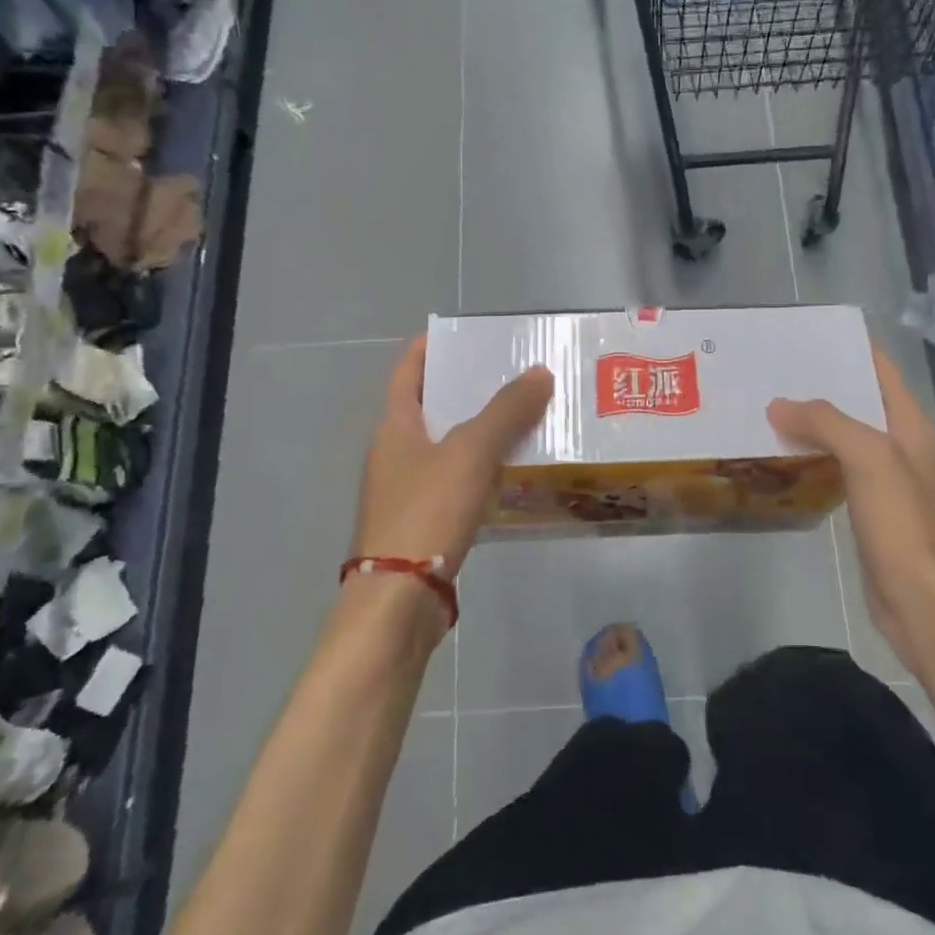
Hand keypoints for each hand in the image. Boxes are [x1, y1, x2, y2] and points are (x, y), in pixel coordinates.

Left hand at [353, 336, 553, 577]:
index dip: (429, 349)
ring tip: (523, 418)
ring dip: (479, 431)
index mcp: (395, 427)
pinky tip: (511, 473)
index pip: (407, 372)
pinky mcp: (422, 523)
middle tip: (511, 374)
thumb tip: (540, 372)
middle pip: (430, 408)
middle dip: (466, 390)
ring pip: (446, 447)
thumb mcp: (471, 452)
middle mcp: (394, 454)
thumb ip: (507, 411)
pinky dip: (480, 470)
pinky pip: (454, 482)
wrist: (399, 600)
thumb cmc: (427, 511)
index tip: (462, 335)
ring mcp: (405, 491)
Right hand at [767, 342, 934, 667]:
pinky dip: (810, 457)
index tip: (805, 335)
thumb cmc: (903, 525)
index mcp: (910, 426)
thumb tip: (778, 406)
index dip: (849, 348)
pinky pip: (835, 469)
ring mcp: (885, 481)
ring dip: (810, 423)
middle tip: (770, 372)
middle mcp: (900, 447)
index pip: (881, 371)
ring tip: (765, 407)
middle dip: (818, 385)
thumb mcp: (869, 460)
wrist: (922, 602)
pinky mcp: (868, 510)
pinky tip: (780, 457)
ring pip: (843, 437)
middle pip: (858, 402)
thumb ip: (827, 423)